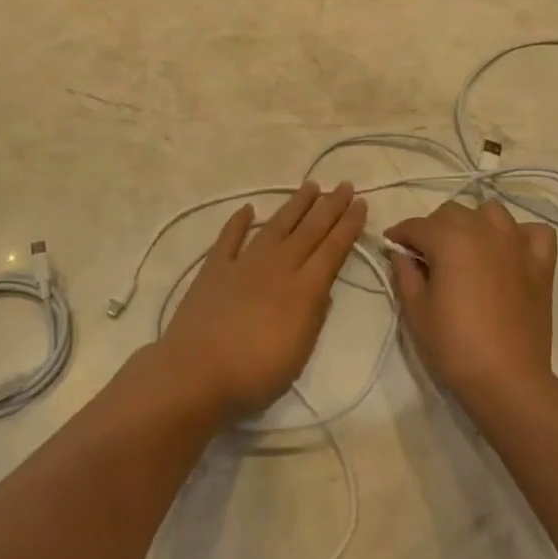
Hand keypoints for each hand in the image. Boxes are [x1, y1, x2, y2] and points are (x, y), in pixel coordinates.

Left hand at [158, 181, 367, 422]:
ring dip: (295, 205)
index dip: (348, 225)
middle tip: (345, 185)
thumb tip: (324, 288)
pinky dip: (239, 222)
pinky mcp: (214, 268)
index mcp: (303, 289)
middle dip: (330, 207)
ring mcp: (244, 263)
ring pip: (276, 226)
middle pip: (309, 230)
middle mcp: (278, 267)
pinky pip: (229, 238)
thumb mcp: (300, 353)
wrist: (197, 372)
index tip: (361, 203)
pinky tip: (248, 209)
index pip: (333, 249)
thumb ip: (314, 317)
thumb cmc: (255, 374)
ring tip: (311, 186)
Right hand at [386, 200, 557, 413]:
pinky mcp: (541, 264)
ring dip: (474, 224)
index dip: (399, 235)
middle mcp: (483, 230)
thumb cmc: (454, 345)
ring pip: (491, 213)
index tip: (391, 246)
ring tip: (466, 250)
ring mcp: (516, 244)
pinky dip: (520, 235)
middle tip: (426, 257)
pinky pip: (534, 232)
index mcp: (449, 238)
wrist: (507, 380)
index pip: (416, 226)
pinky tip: (510, 252)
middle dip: (434, 229)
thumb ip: (405, 273)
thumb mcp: (415, 310)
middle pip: (452, 213)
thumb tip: (401, 253)